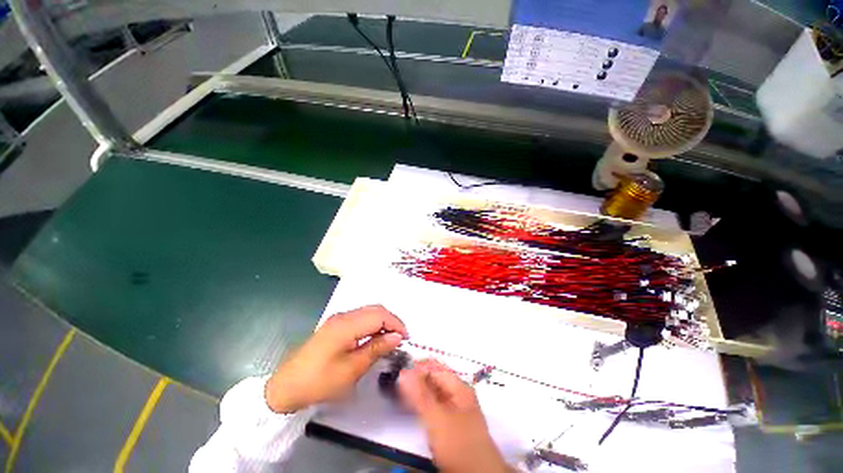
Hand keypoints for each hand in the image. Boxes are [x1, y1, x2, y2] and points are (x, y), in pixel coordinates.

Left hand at [265, 305, 407, 412]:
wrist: (286, 388)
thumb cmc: (320, 381)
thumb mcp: (352, 369)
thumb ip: (376, 348)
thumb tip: (397, 337)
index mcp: (347, 324)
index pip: (380, 315)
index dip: (396, 324)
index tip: (406, 339)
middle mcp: (344, 316)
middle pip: (375, 309)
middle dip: (391, 321)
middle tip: (400, 338)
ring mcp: (338, 319)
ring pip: (368, 312)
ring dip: (382, 321)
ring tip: (390, 339)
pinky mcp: (335, 325)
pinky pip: (360, 318)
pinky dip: (372, 324)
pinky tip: (374, 337)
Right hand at [399, 360, 508, 472]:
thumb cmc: (458, 443)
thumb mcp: (437, 418)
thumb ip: (420, 395)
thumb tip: (404, 372)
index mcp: (459, 387)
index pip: (436, 368)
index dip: (418, 367)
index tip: (399, 371)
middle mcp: (457, 394)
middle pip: (434, 380)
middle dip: (416, 379)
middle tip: (396, 382)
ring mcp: (453, 409)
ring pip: (432, 393)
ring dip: (417, 392)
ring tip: (399, 393)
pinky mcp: (448, 424)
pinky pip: (432, 407)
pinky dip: (421, 405)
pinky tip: (410, 406)